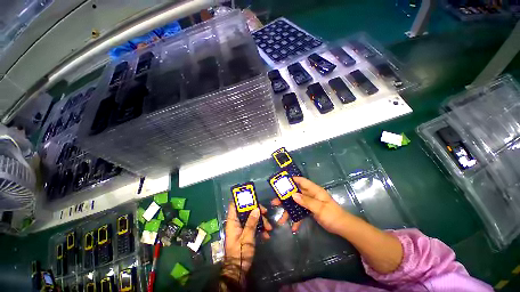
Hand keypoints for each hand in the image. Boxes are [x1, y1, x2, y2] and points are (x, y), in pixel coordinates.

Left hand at [223, 202, 271, 281]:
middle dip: (256, 211)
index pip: (234, 205)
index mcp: (233, 221)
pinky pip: (253, 226)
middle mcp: (236, 222)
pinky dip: (259, 228)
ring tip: (269, 228)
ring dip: (260, 221)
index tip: (252, 197)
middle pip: (246, 211)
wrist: (238, 270)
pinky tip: (266, 234)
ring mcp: (241, 227)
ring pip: (251, 218)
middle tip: (265, 213)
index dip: (241, 200)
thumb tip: (256, 208)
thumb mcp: (247, 237)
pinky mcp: (245, 233)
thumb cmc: (240, 252)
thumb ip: (251, 222)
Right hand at [272, 177, 348, 234]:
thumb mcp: (320, 208)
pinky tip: (294, 227)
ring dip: (289, 210)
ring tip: (281, 219)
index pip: (302, 181)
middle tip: (275, 202)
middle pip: (295, 193)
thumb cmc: (332, 214)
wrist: (342, 227)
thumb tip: (293, 195)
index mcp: (314, 190)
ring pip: (296, 203)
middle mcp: (310, 194)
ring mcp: (309, 203)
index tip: (281, 181)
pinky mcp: (309, 210)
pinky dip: (297, 219)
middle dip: (285, 197)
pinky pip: (300, 212)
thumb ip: (306, 201)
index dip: (292, 179)